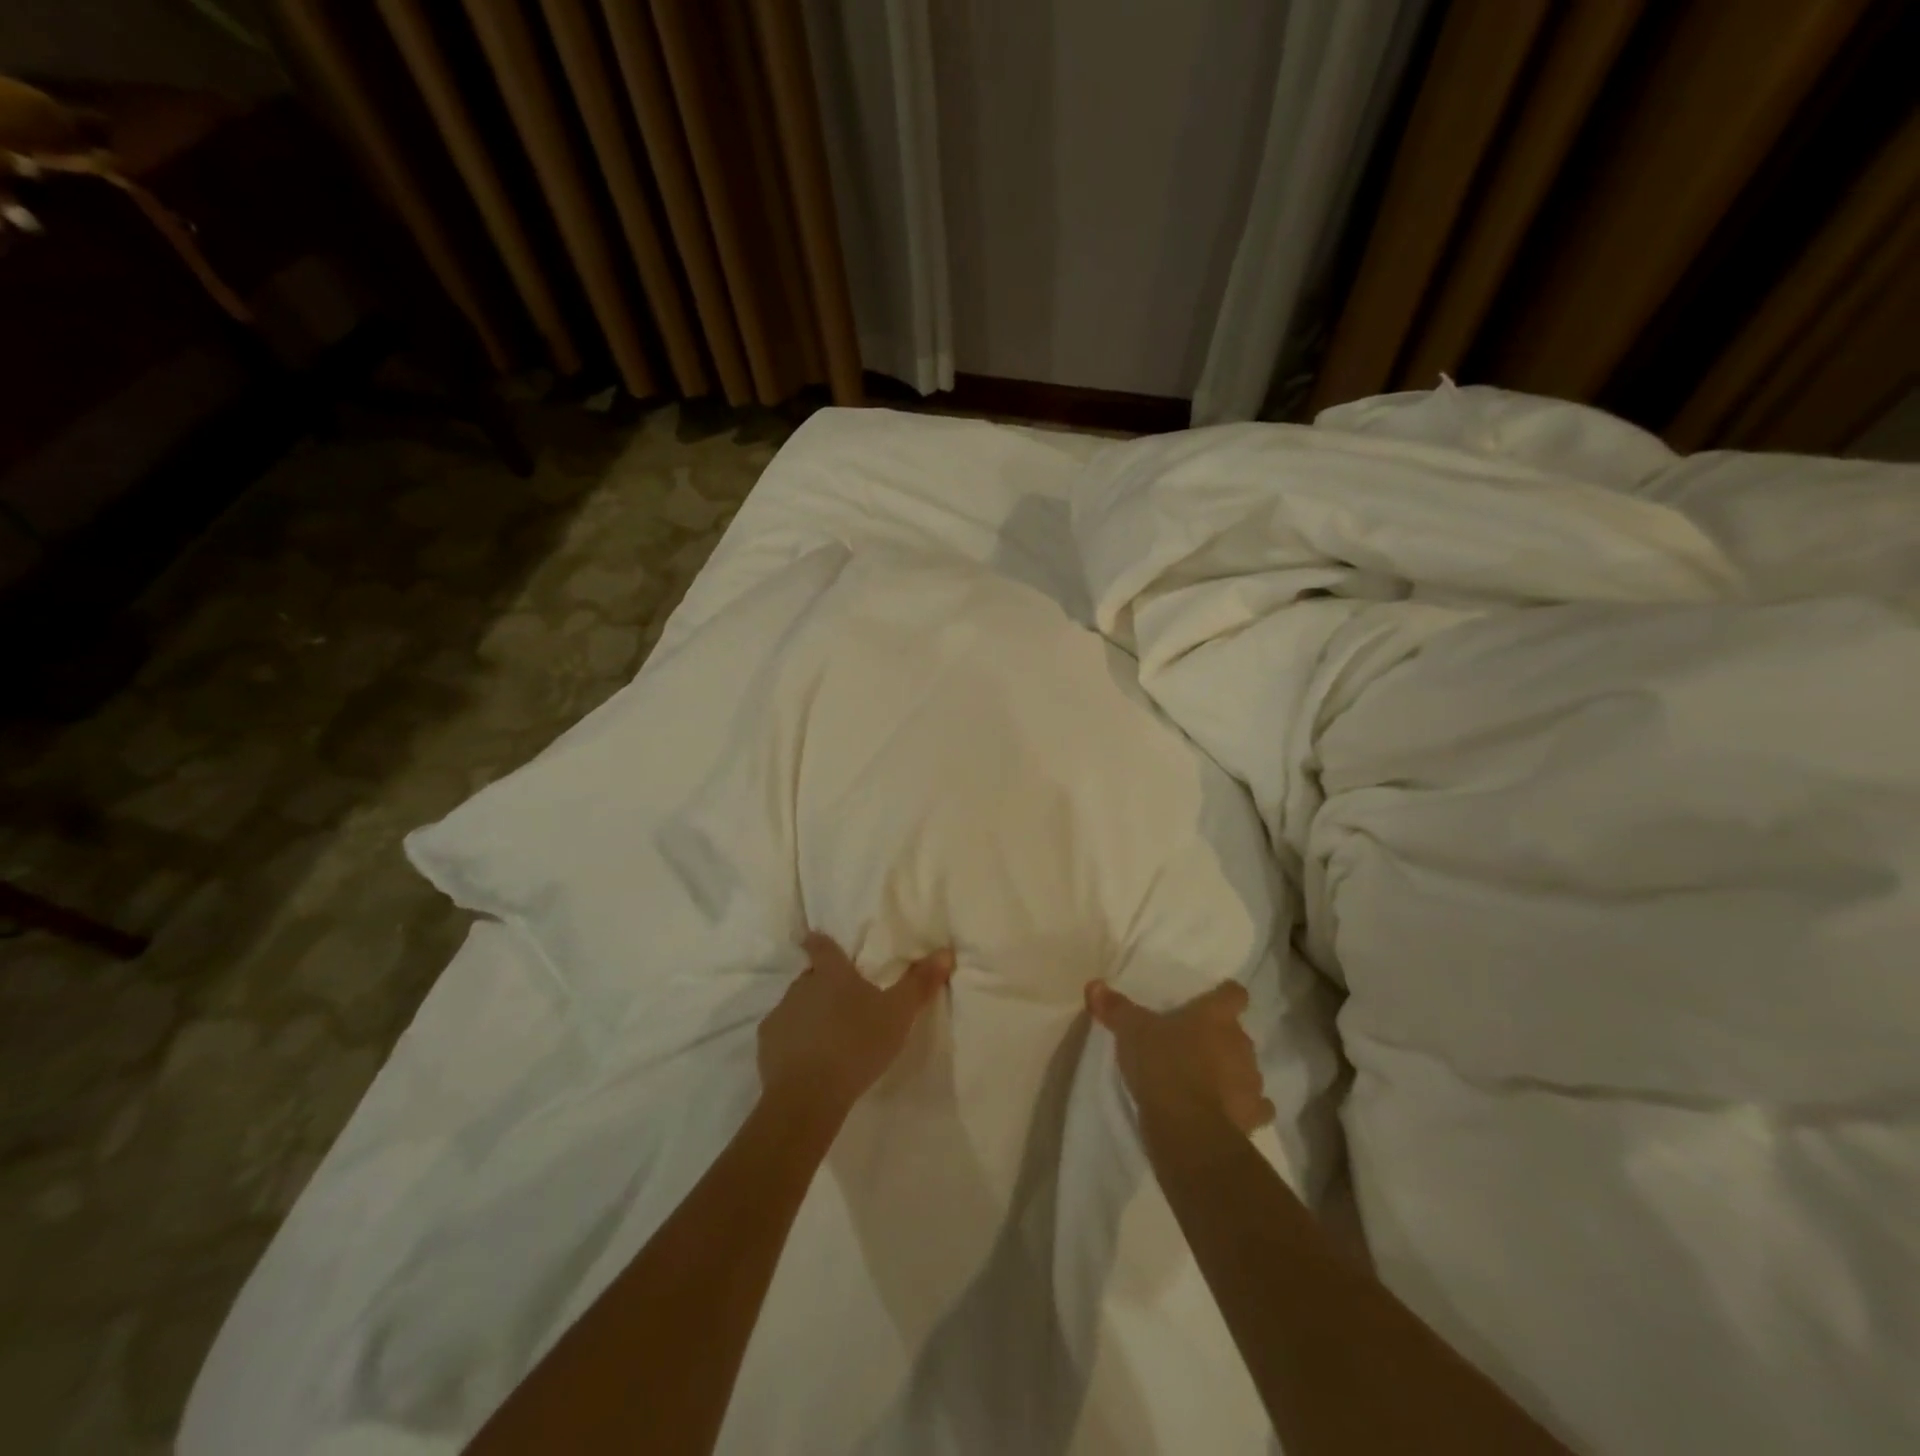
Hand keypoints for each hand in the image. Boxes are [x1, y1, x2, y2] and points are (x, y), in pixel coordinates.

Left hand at [758, 933, 954, 1125]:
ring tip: (827, 1035)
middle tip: (841, 1001)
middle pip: (811, 977)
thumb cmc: (858, 1044)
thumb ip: (920, 983)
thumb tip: (945, 951)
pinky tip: (807, 1059)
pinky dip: (793, 1040)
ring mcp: (781, 1013)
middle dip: (822, 985)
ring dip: (809, 1013)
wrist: (809, 1094)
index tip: (811, 936)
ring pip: (796, 1005)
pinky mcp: (767, 1043)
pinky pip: (782, 1034)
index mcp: (832, 974)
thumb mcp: (898, 1014)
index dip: (818, 941)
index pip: (823, 947)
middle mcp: (802, 986)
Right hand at [1086, 979, 1273, 1137]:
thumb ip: (1116, 1008)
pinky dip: (1245, 1107)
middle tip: (1195, 1046)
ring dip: (1232, 1072)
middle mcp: (1240, 1043)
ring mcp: (1251, 1080)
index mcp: (1215, 1016)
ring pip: (1247, 1068)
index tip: (1215, 1000)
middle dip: (1222, 1039)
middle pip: (1238, 1033)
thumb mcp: (1131, 1031)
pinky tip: (1228, 1111)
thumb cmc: (1161, 1064)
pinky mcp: (1253, 1115)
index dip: (1226, 996)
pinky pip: (1256, 1106)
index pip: (1234, 994)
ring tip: (1208, 1081)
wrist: (1187, 1126)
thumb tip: (1094, 985)